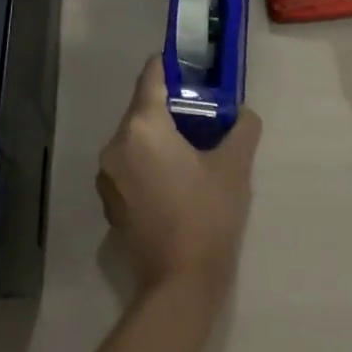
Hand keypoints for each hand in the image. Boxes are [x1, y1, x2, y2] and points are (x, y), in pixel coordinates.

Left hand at [97, 58, 261, 300]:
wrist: (179, 286)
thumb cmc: (207, 216)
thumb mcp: (234, 166)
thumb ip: (241, 128)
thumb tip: (243, 113)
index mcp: (143, 126)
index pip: (151, 77)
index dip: (170, 65)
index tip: (189, 66)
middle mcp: (116, 144)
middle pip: (142, 108)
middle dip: (169, 105)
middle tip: (201, 111)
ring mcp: (108, 175)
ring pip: (134, 136)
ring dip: (157, 135)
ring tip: (189, 147)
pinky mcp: (109, 200)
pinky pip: (128, 163)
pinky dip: (147, 160)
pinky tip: (173, 178)